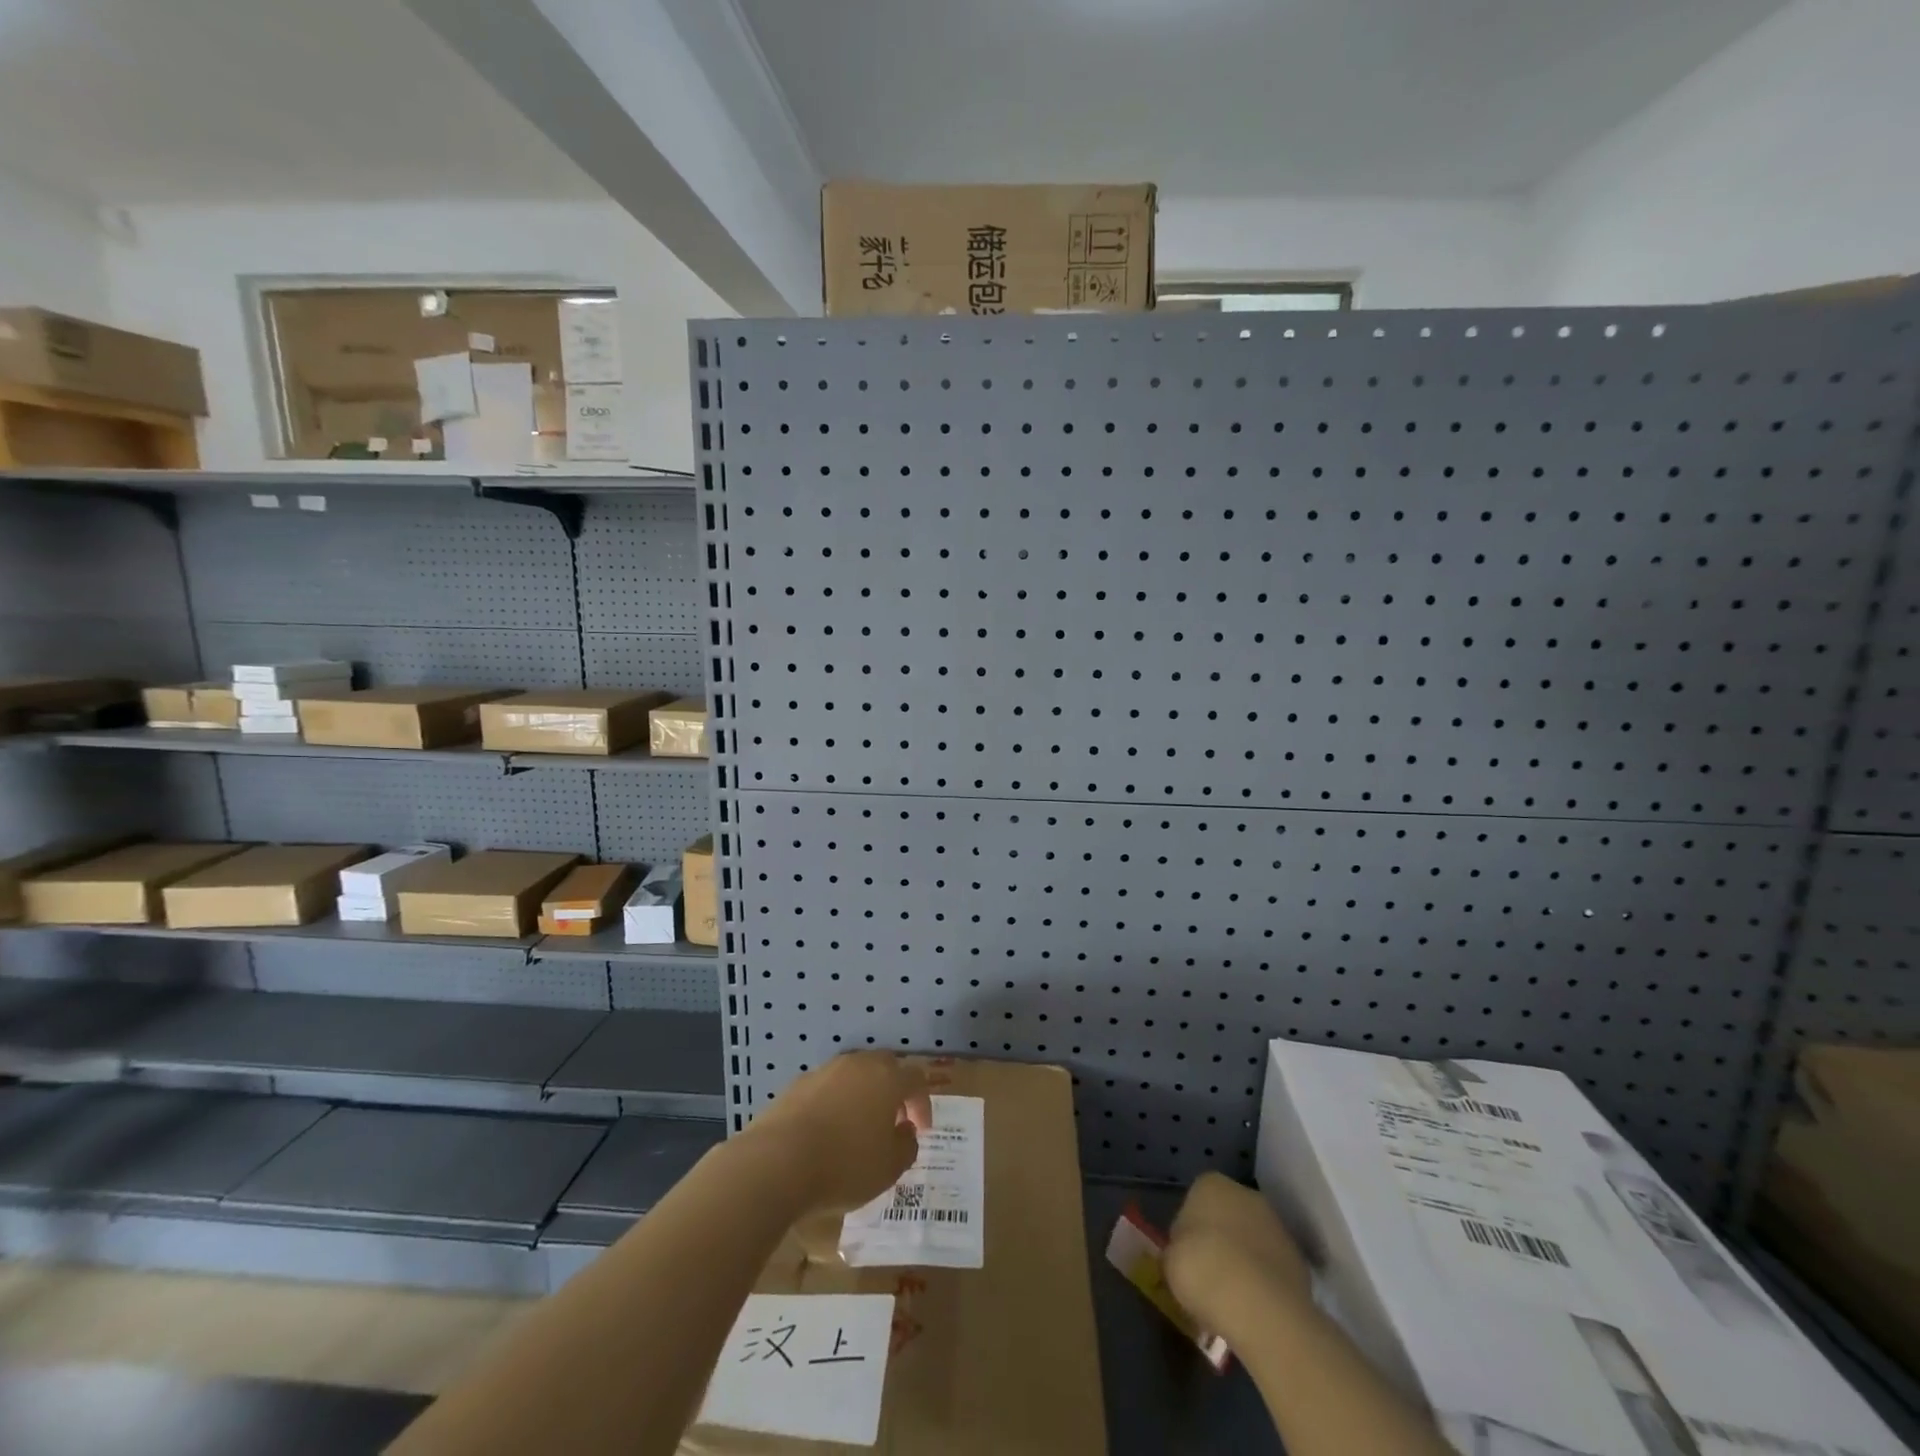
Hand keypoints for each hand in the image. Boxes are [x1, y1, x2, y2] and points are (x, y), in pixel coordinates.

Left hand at [746, 1052, 932, 1212]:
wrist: (777, 1162)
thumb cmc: (844, 1165)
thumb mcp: (889, 1168)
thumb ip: (906, 1146)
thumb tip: (906, 1130)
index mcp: (887, 1078)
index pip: (916, 1079)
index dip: (923, 1103)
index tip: (921, 1130)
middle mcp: (858, 1064)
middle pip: (884, 1067)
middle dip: (893, 1092)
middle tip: (892, 1122)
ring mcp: (825, 1071)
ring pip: (853, 1075)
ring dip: (862, 1096)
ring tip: (858, 1129)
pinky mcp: (796, 1085)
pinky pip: (826, 1089)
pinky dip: (834, 1104)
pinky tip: (827, 1133)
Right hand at [1164, 1172, 1312, 1343]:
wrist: (1261, 1308)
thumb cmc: (1203, 1270)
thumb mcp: (1170, 1261)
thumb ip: (1176, 1250)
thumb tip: (1183, 1255)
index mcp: (1210, 1184)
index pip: (1194, 1200)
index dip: (1188, 1231)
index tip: (1185, 1258)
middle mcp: (1246, 1194)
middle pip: (1226, 1217)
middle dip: (1219, 1241)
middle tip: (1208, 1276)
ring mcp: (1277, 1225)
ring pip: (1251, 1241)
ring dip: (1243, 1261)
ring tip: (1232, 1298)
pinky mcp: (1299, 1260)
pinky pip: (1271, 1267)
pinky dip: (1264, 1283)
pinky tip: (1254, 1309)